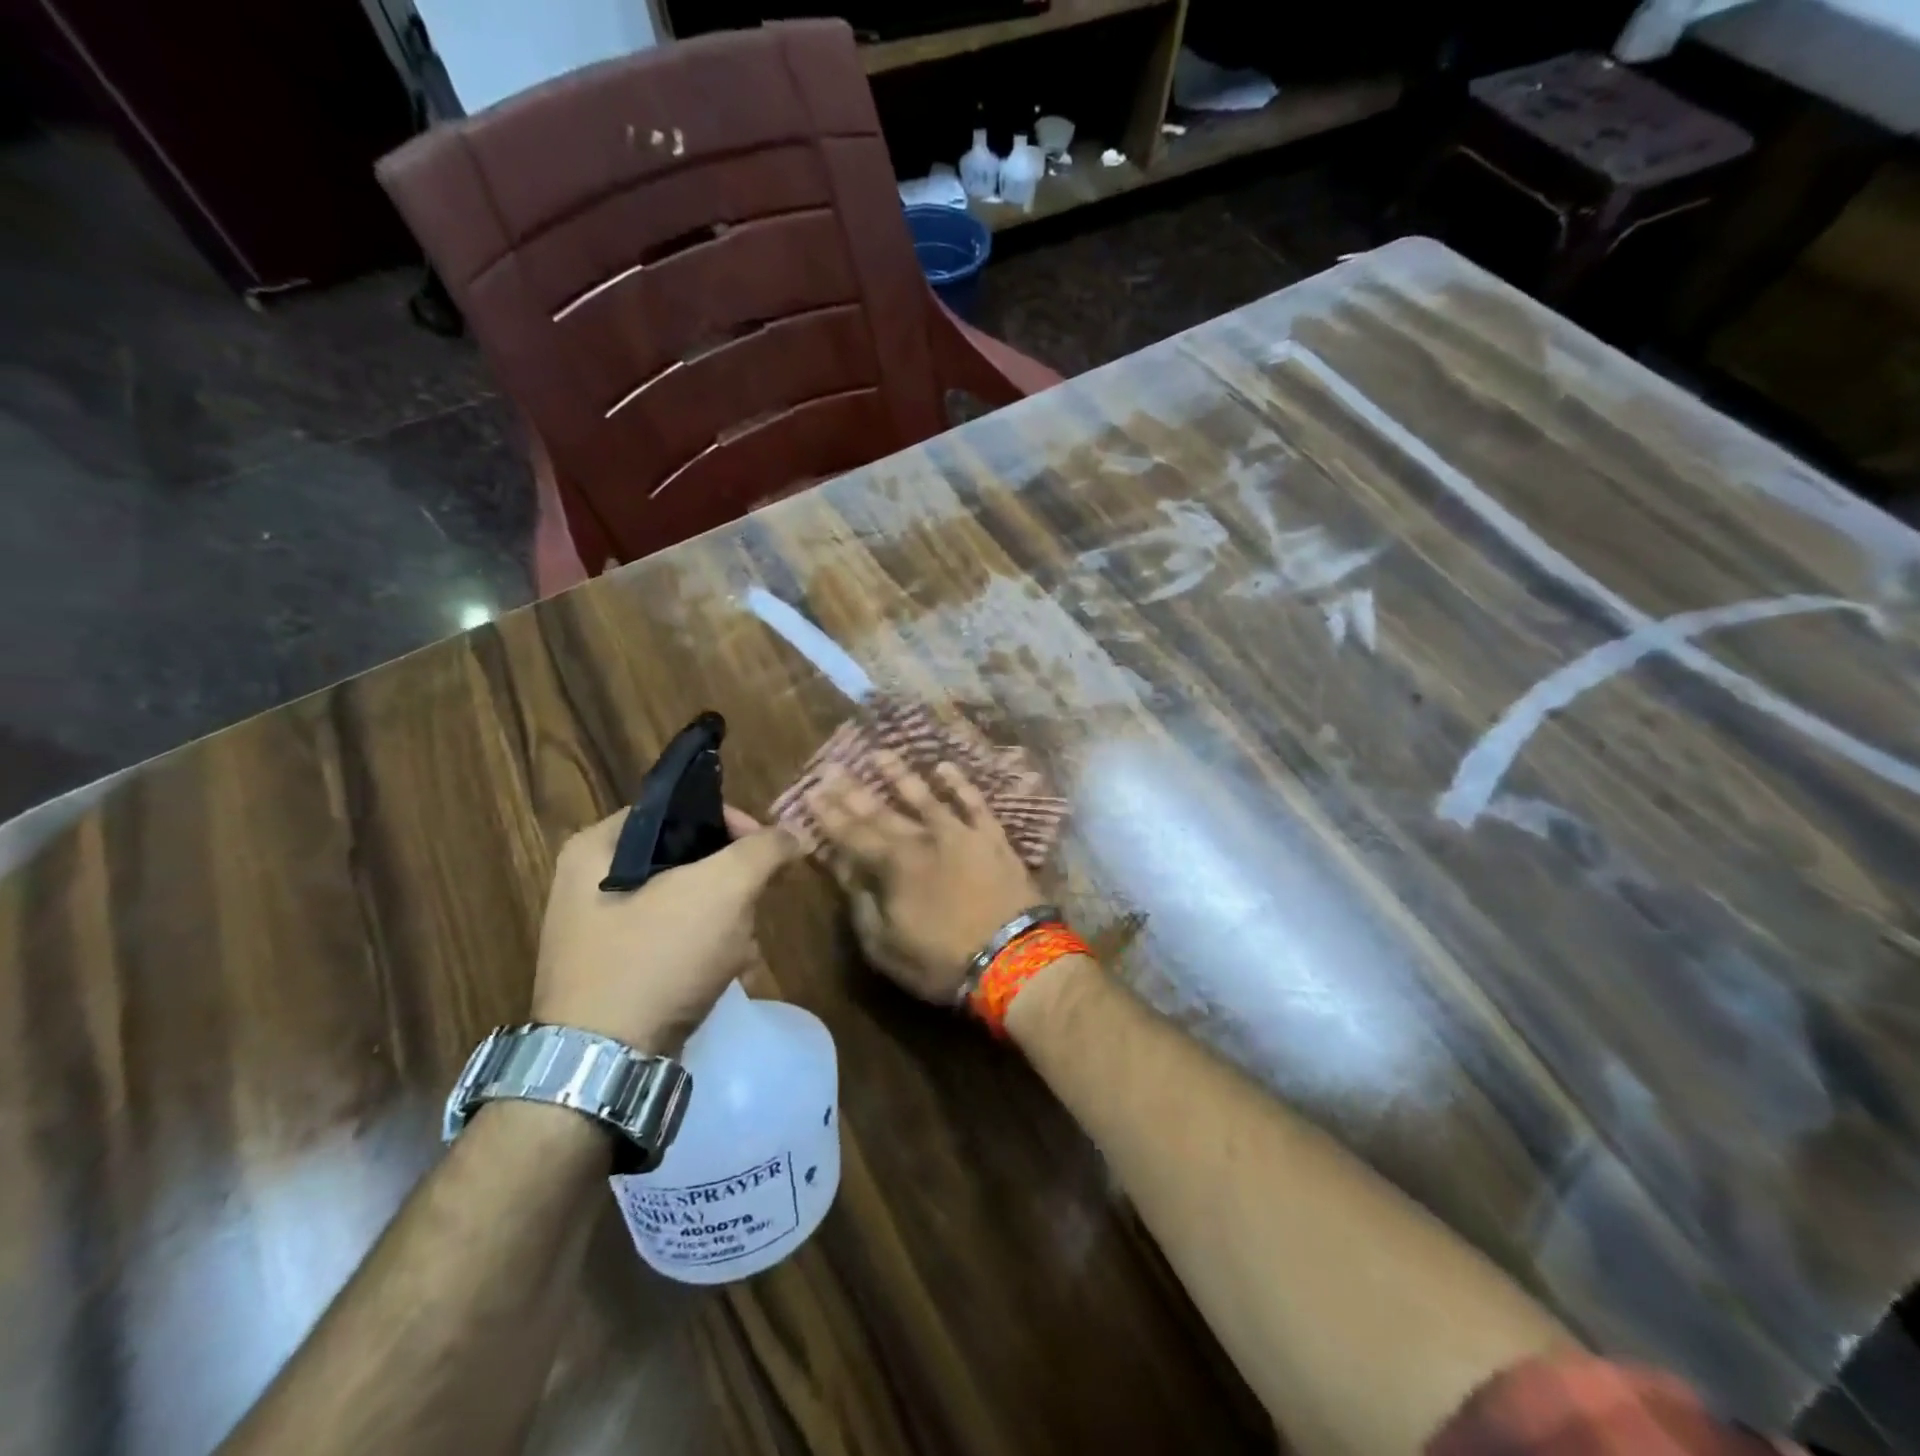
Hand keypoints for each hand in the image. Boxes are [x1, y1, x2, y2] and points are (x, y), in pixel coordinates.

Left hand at [531, 805, 800, 1051]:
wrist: (605, 1065)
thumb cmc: (658, 957)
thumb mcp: (724, 889)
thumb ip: (764, 849)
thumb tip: (792, 835)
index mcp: (597, 847)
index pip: (678, 807)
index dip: (730, 820)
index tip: (766, 850)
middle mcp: (587, 882)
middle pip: (686, 859)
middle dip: (732, 884)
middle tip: (754, 906)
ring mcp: (597, 931)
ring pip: (684, 903)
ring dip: (725, 921)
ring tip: (742, 951)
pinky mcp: (612, 972)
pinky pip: (670, 941)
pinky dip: (703, 951)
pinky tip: (726, 973)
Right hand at [805, 752, 1041, 1002]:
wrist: (1014, 959)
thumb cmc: (943, 961)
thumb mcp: (886, 947)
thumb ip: (862, 905)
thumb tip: (846, 870)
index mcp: (894, 867)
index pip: (852, 835)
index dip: (830, 815)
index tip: (811, 792)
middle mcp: (923, 840)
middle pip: (882, 811)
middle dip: (854, 791)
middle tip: (832, 767)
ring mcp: (960, 834)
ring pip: (925, 797)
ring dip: (900, 775)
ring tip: (880, 753)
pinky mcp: (993, 837)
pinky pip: (974, 803)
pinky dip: (959, 784)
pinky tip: (944, 767)